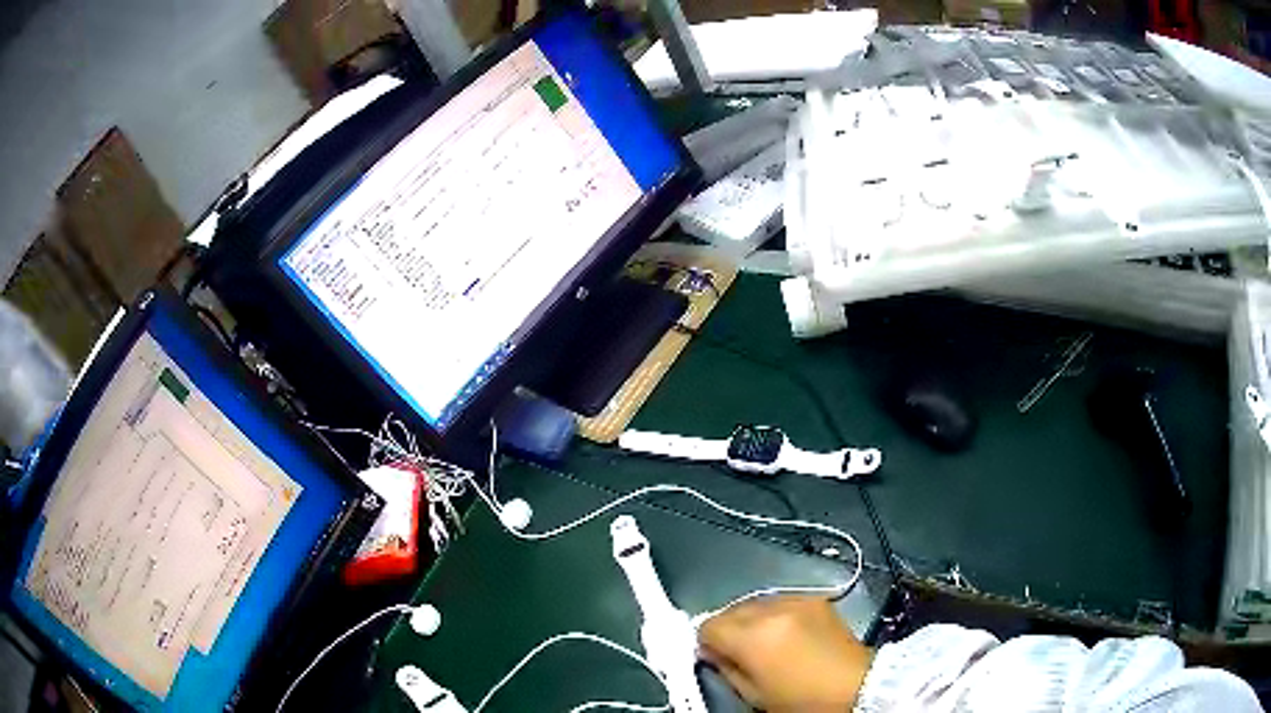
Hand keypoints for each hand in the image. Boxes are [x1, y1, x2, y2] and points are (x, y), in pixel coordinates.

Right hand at [698, 595, 872, 711]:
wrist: (857, 686)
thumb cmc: (802, 700)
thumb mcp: (754, 695)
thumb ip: (726, 668)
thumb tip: (713, 652)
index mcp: (753, 636)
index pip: (709, 625)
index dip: (706, 643)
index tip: (714, 657)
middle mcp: (772, 609)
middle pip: (731, 609)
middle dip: (728, 628)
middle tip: (737, 652)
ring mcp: (797, 600)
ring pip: (756, 602)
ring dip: (752, 619)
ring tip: (764, 642)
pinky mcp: (816, 599)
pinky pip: (782, 600)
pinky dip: (775, 614)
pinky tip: (787, 634)